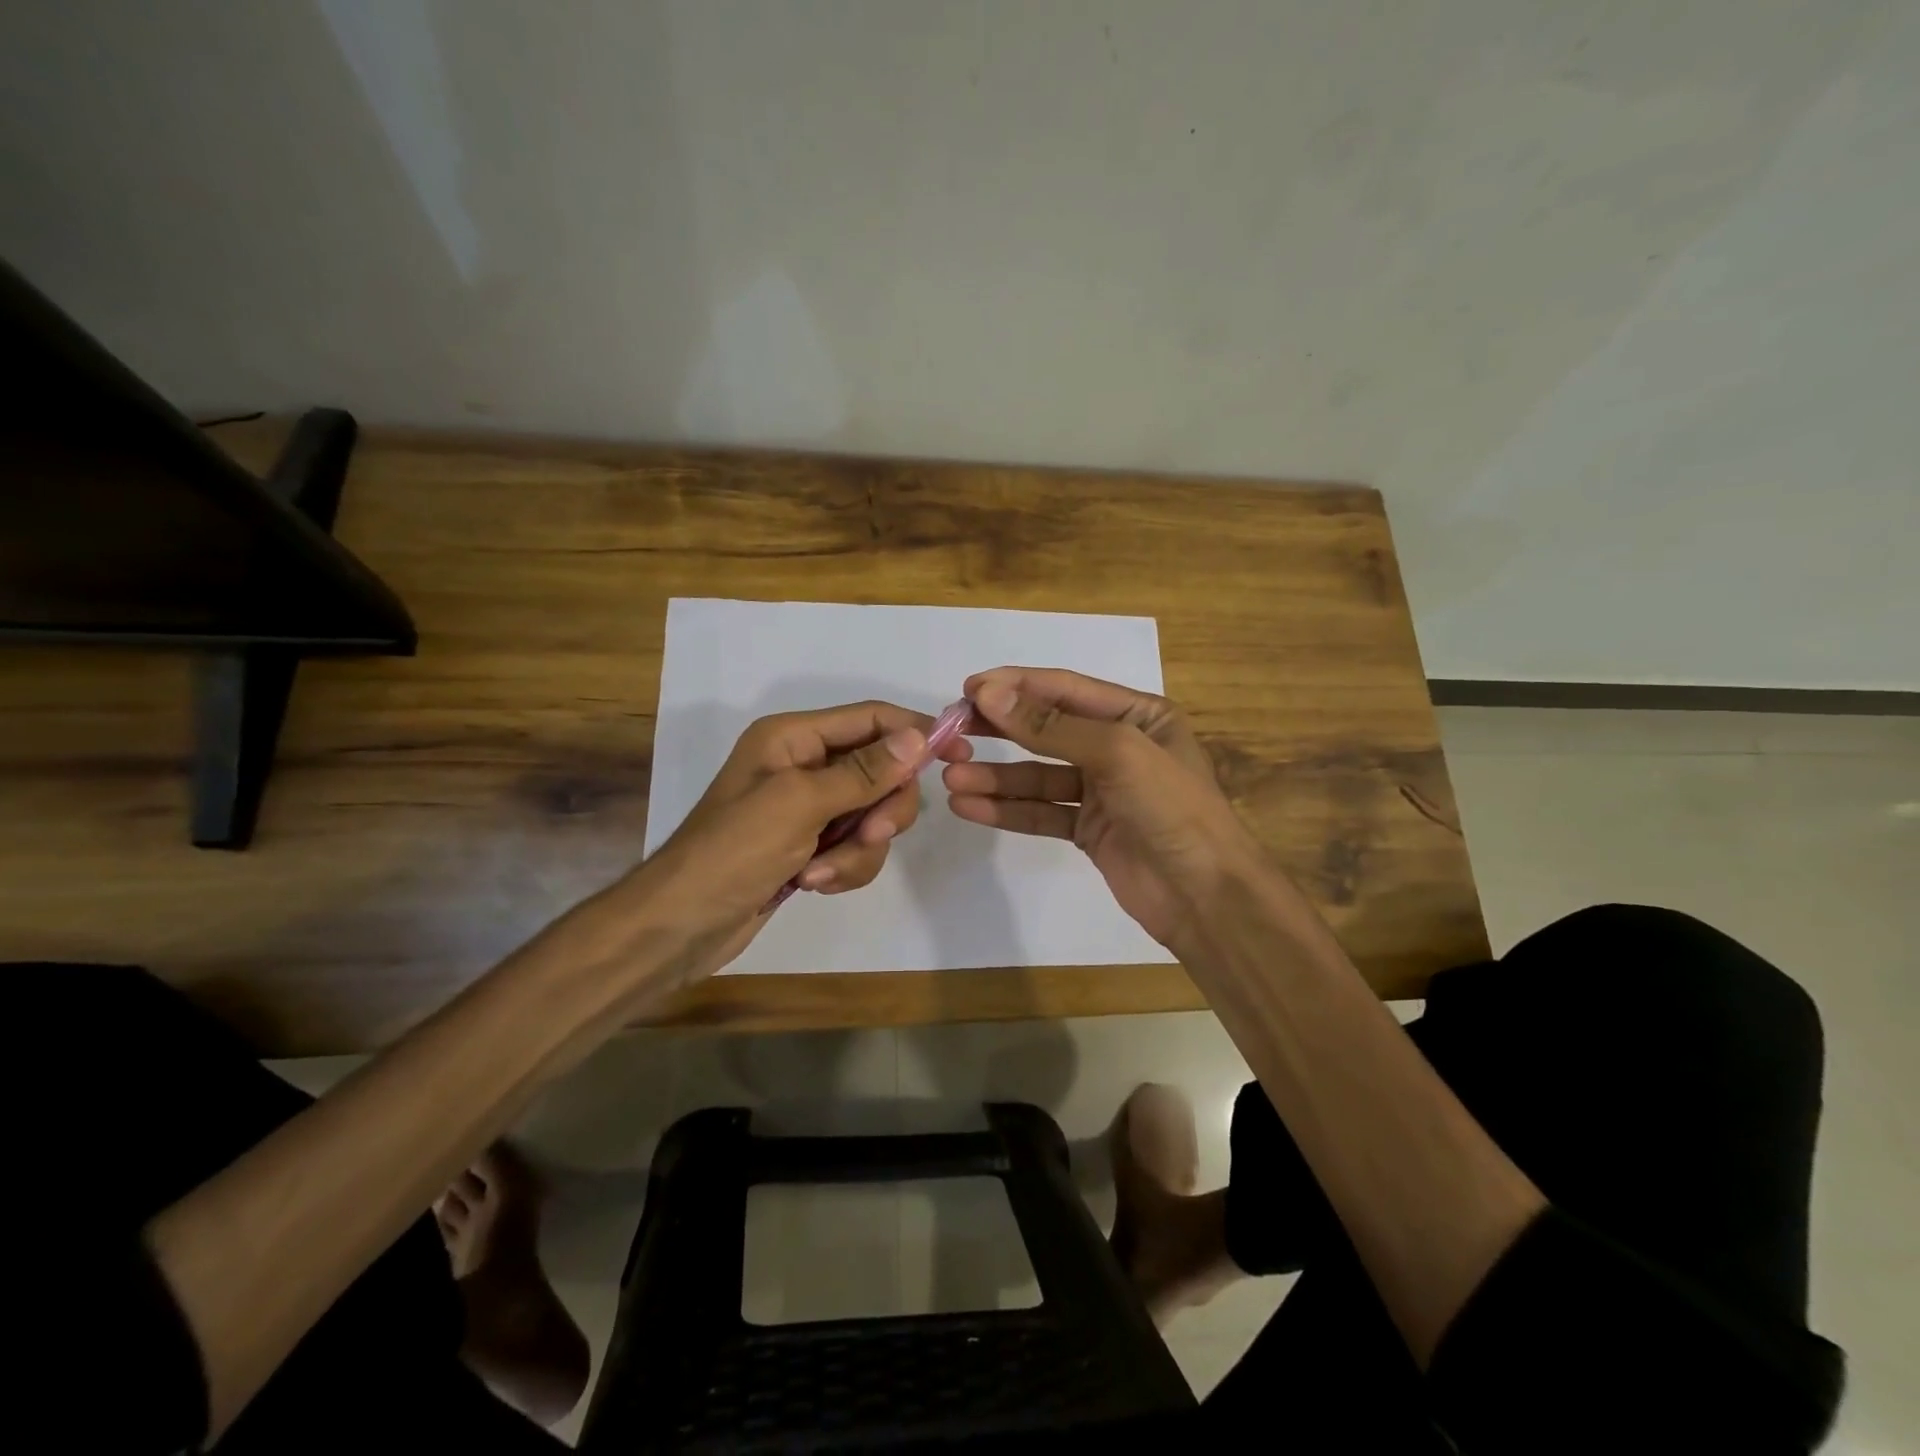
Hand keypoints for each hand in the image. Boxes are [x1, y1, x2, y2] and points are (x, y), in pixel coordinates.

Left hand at [640, 700, 972, 974]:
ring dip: (858, 848)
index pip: (872, 718)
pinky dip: (844, 867)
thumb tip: (919, 738)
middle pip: (882, 770)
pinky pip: (856, 846)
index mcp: (794, 737)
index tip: (959, 755)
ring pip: (873, 815)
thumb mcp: (800, 804)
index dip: (917, 731)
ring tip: (820, 872)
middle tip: (871, 834)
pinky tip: (812, 883)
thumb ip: (863, 771)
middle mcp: (805, 765)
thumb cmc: (733, 850)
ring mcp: (809, 807)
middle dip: (882, 808)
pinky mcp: (812, 844)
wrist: (682, 925)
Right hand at [942, 668, 1264, 949]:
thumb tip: (989, 692)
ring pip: (1038, 775)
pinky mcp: (1088, 830)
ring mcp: (1102, 791)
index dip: (1015, 686)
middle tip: (951, 730)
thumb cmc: (1171, 808)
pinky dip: (1007, 809)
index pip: (1066, 689)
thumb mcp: (1116, 752)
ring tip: (952, 777)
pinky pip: (1041, 812)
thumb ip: (1050, 725)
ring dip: (995, 776)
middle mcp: (1118, 746)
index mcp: (1138, 715)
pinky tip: (970, 807)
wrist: (1206, 897)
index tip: (967, 690)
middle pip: (1047, 730)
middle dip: (999, 729)